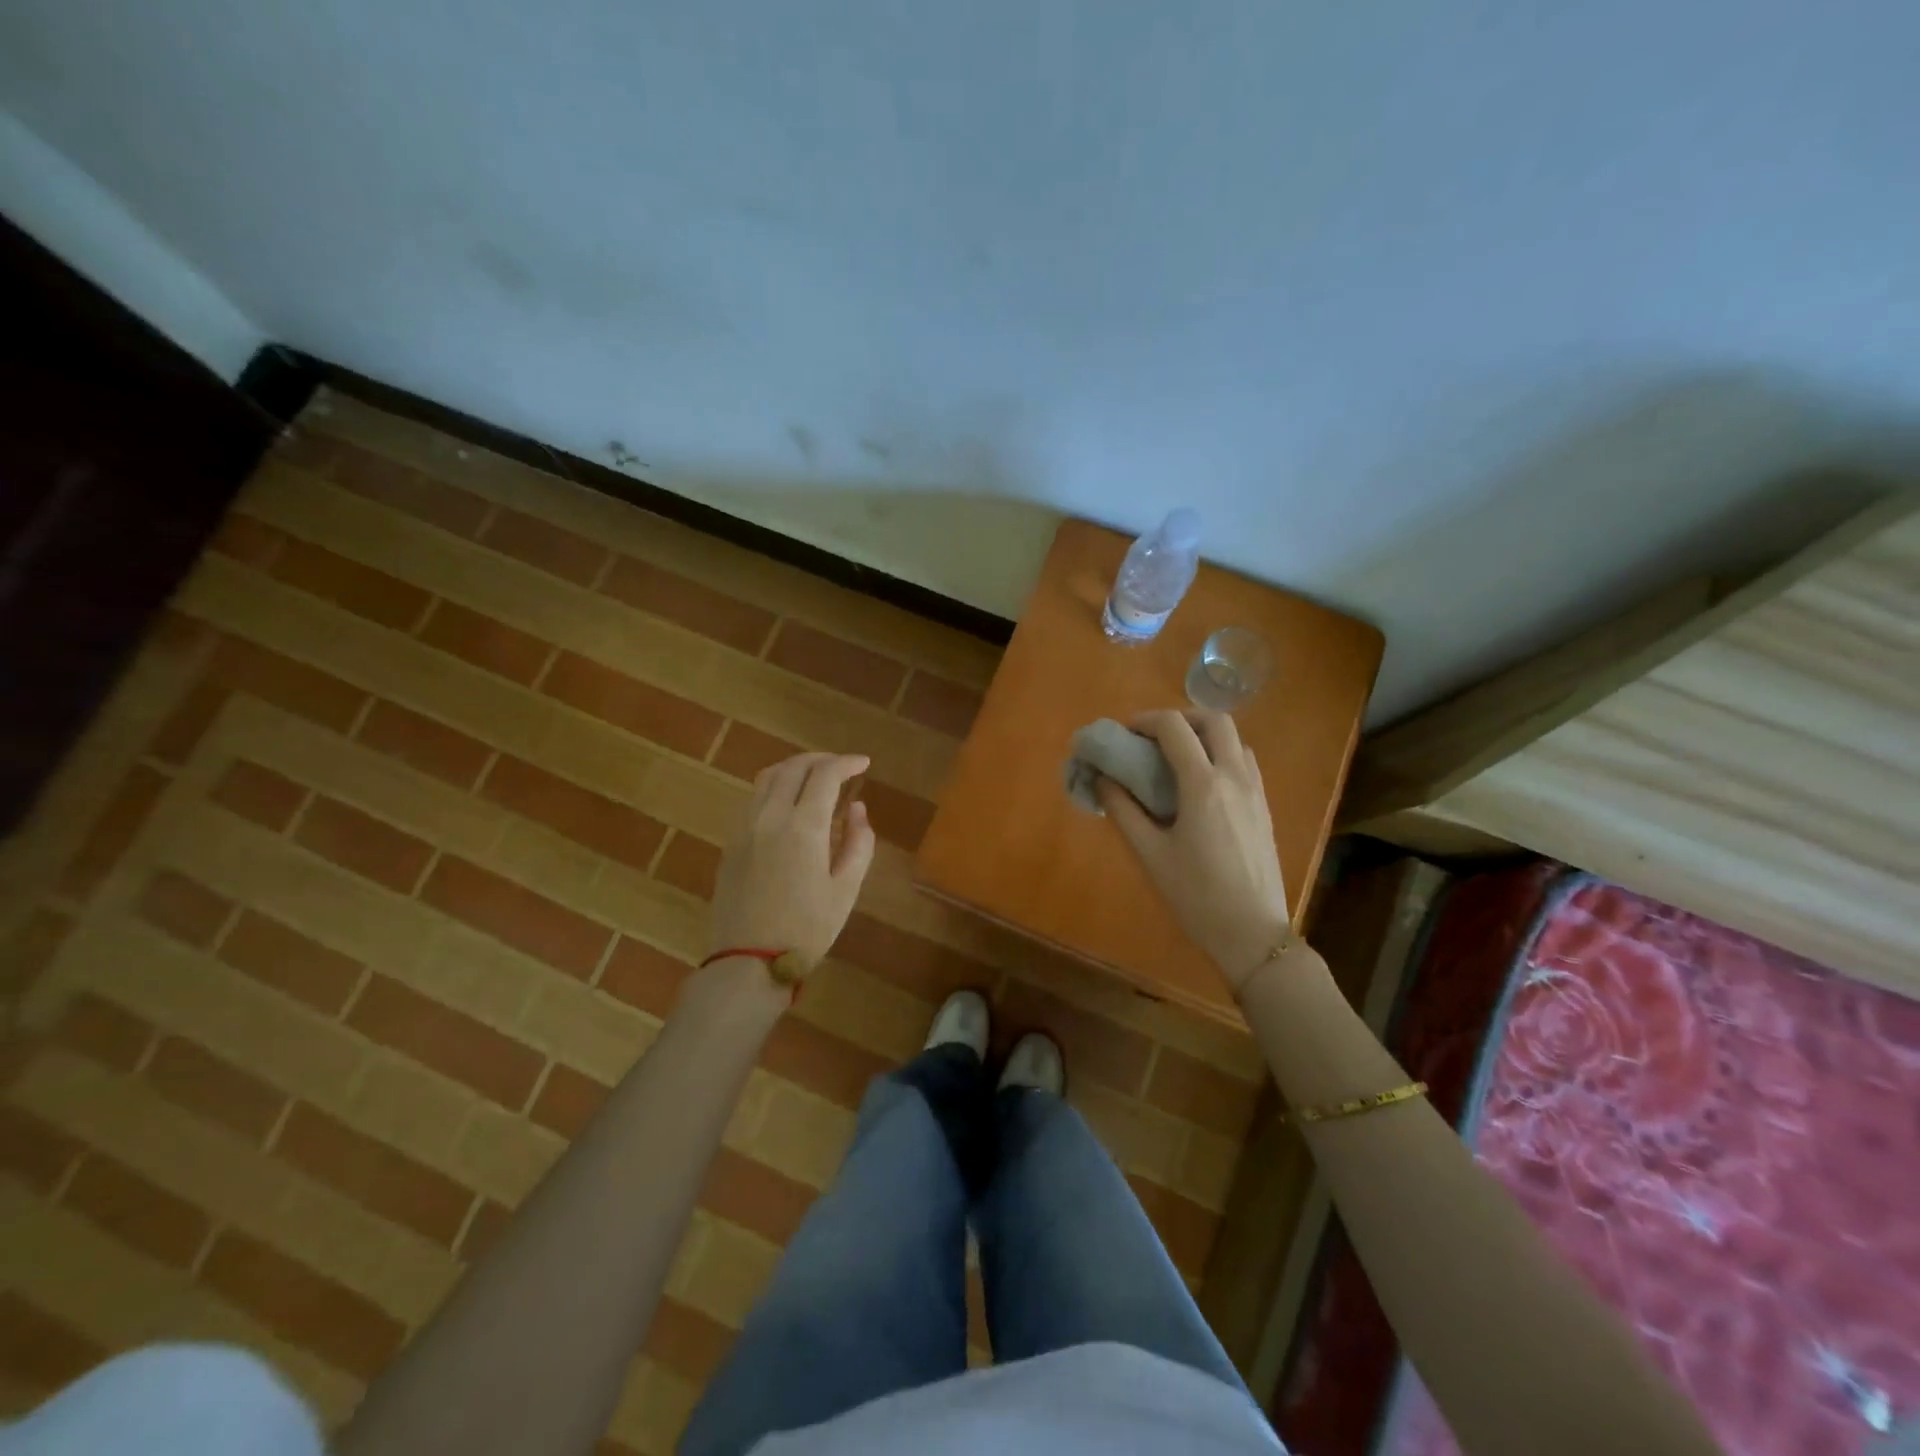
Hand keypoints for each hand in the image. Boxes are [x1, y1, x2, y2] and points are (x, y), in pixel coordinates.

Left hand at [708, 753, 876, 971]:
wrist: (748, 962)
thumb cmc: (806, 929)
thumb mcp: (846, 889)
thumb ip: (858, 843)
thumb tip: (857, 809)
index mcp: (802, 826)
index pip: (825, 775)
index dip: (847, 763)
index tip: (864, 764)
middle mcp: (770, 816)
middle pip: (793, 767)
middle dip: (821, 760)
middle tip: (842, 768)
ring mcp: (744, 827)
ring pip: (768, 777)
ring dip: (794, 768)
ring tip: (815, 777)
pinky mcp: (730, 842)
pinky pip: (752, 798)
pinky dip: (774, 786)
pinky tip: (787, 802)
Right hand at [1097, 710, 1291, 994]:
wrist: (1252, 933)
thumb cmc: (1195, 895)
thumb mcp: (1150, 854)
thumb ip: (1123, 810)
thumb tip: (1102, 779)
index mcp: (1203, 785)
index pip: (1174, 728)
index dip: (1145, 720)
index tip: (1125, 733)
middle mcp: (1235, 777)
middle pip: (1215, 719)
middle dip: (1180, 718)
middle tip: (1154, 739)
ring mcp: (1256, 791)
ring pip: (1234, 739)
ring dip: (1203, 735)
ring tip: (1176, 760)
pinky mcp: (1265, 807)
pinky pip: (1245, 762)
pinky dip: (1220, 755)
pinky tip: (1201, 785)